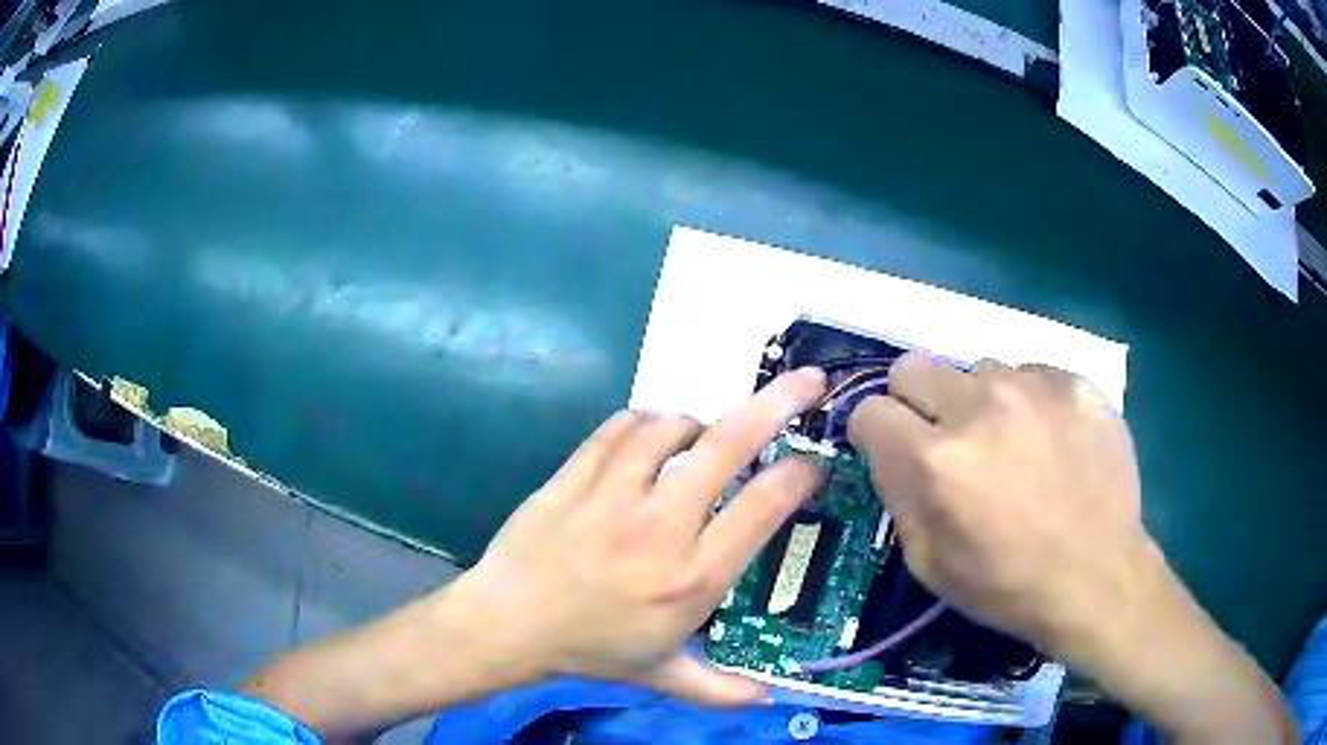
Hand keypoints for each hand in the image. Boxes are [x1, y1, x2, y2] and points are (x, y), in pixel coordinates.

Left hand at [455, 368, 826, 705]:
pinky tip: (652, 436)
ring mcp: (612, 494)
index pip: (762, 507)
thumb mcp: (662, 675)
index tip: (815, 462)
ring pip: (671, 426)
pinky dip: (646, 422)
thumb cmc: (590, 649)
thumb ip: (721, 689)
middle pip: (727, 446)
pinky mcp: (574, 475)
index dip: (799, 474)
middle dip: (776, 404)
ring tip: (704, 436)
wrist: (507, 624)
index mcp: (691, 579)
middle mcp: (659, 528)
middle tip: (807, 381)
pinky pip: (621, 427)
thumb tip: (770, 700)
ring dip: (698, 422)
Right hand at [847, 352, 1144, 649]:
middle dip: (916, 402)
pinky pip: (1029, 374)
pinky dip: (1028, 403)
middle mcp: (979, 406)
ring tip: (1012, 447)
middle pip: (912, 367)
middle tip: (947, 441)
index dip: (876, 434)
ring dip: (980, 404)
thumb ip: (899, 496)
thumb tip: (892, 451)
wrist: (1100, 577)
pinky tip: (1050, 443)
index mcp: (936, 461)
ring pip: (976, 370)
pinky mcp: (1074, 380)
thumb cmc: (1008, 586)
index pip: (870, 411)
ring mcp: (1033, 386)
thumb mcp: (929, 564)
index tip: (893, 451)